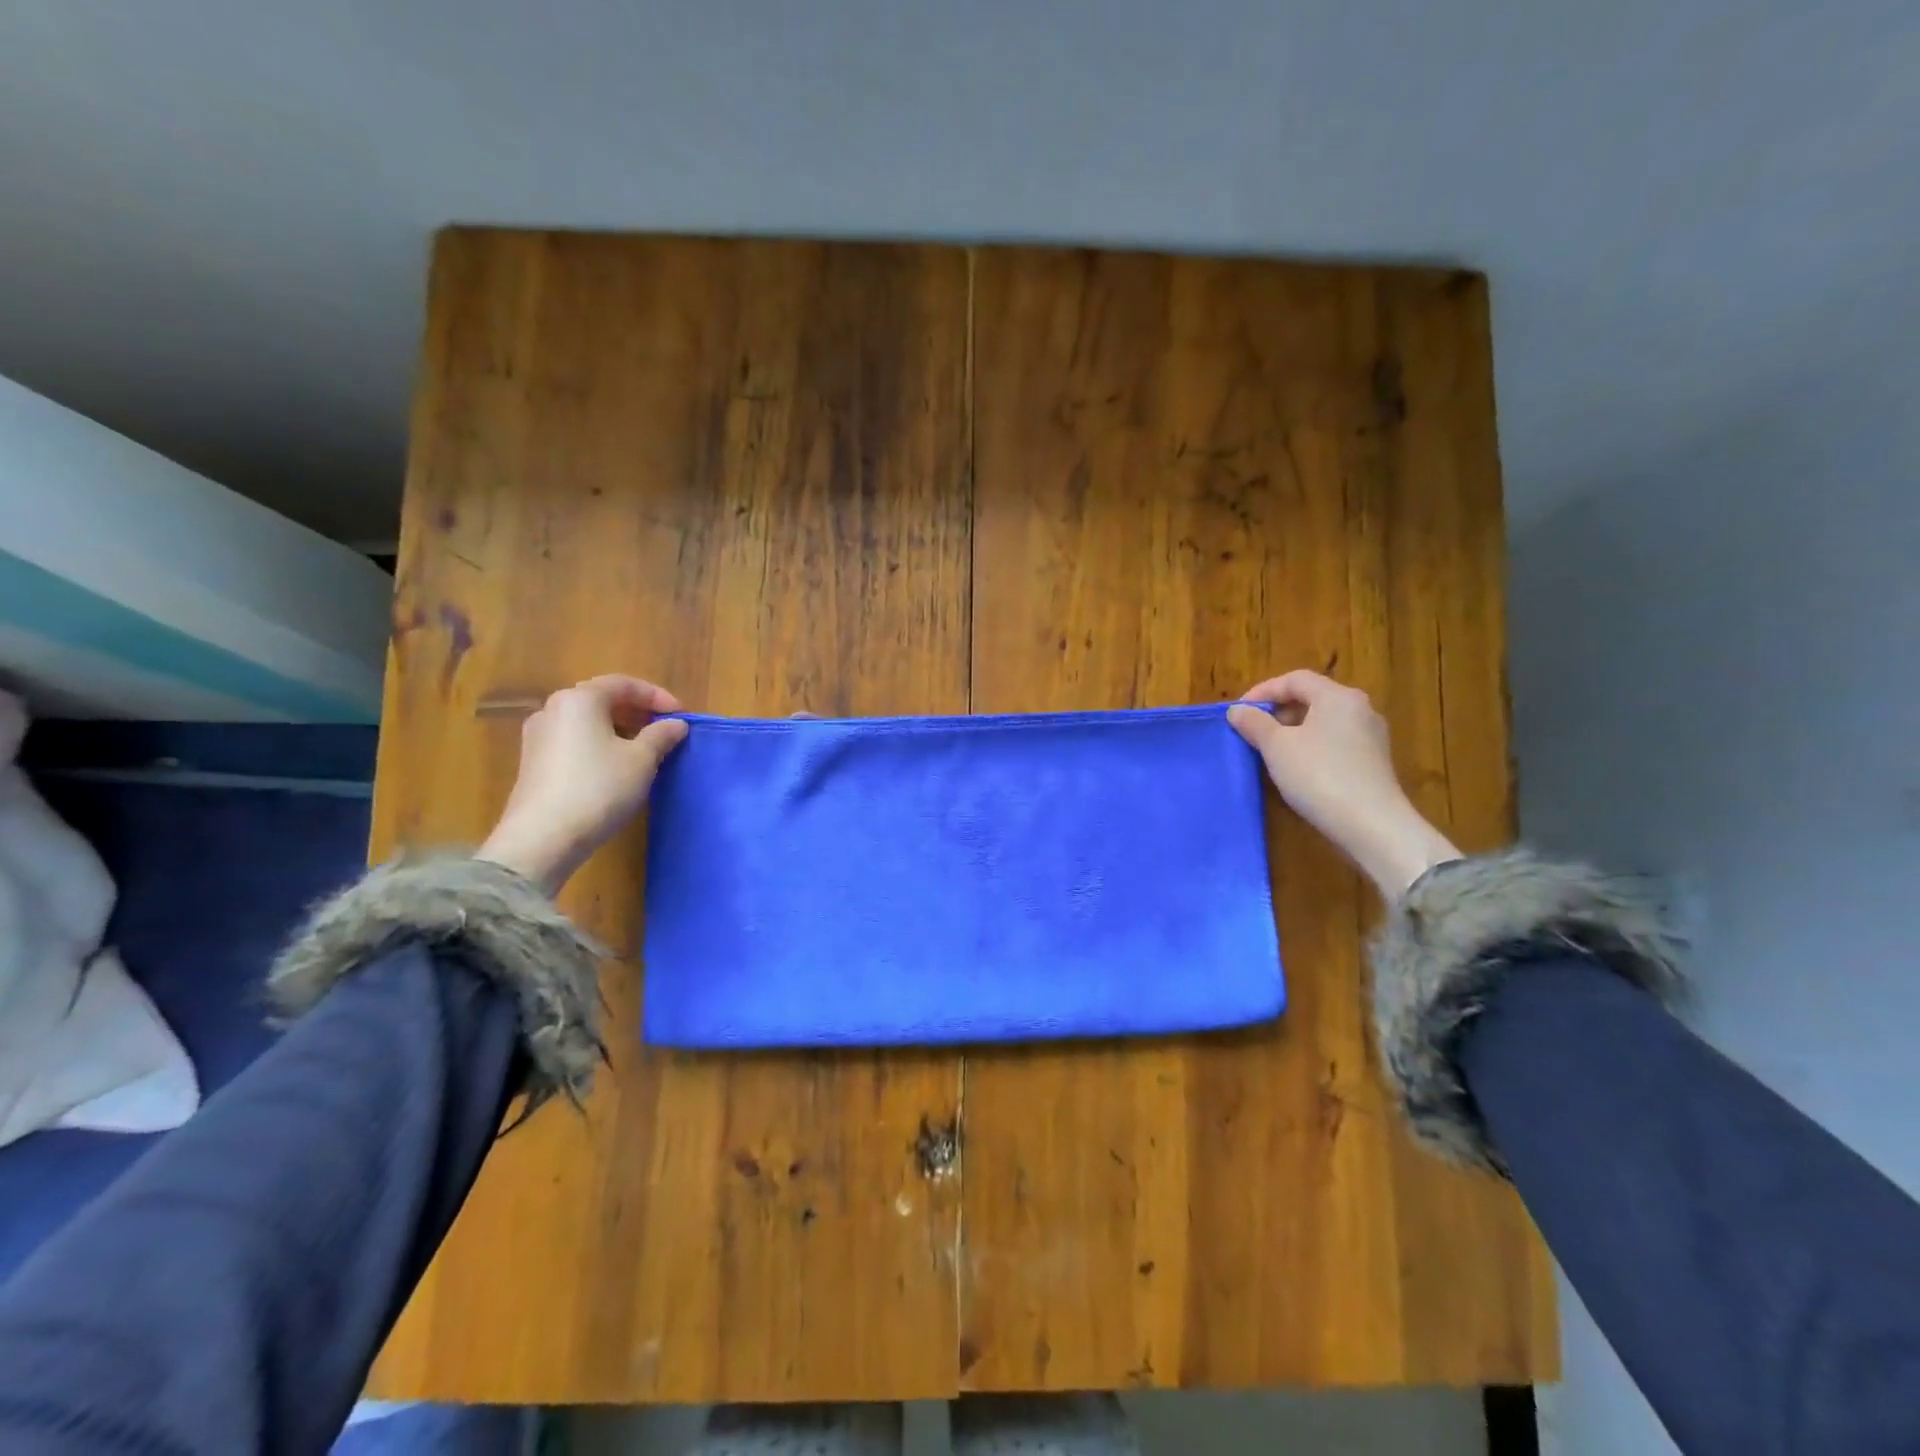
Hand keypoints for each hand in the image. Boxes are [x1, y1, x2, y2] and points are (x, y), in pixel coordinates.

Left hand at [476, 676, 688, 894]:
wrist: (543, 838)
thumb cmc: (599, 788)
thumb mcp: (642, 760)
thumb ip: (661, 735)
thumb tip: (676, 724)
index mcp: (580, 699)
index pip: (623, 684)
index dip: (657, 696)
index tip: (681, 715)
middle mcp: (553, 710)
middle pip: (602, 700)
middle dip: (637, 713)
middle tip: (665, 731)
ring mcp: (538, 737)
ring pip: (588, 722)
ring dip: (620, 730)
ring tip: (646, 751)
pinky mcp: (534, 763)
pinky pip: (574, 742)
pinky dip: (600, 745)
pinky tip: (617, 768)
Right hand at [1227, 671, 1459, 899]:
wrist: (1371, 825)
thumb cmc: (1318, 775)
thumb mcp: (1277, 747)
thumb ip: (1255, 723)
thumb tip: (1237, 710)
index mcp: (1338, 697)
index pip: (1295, 679)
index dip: (1263, 690)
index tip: (1239, 711)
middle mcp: (1360, 709)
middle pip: (1312, 698)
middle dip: (1278, 711)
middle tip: (1252, 730)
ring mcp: (1371, 736)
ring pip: (1323, 722)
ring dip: (1293, 730)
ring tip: (1269, 751)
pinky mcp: (1373, 762)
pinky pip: (1335, 742)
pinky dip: (1311, 746)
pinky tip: (1296, 768)